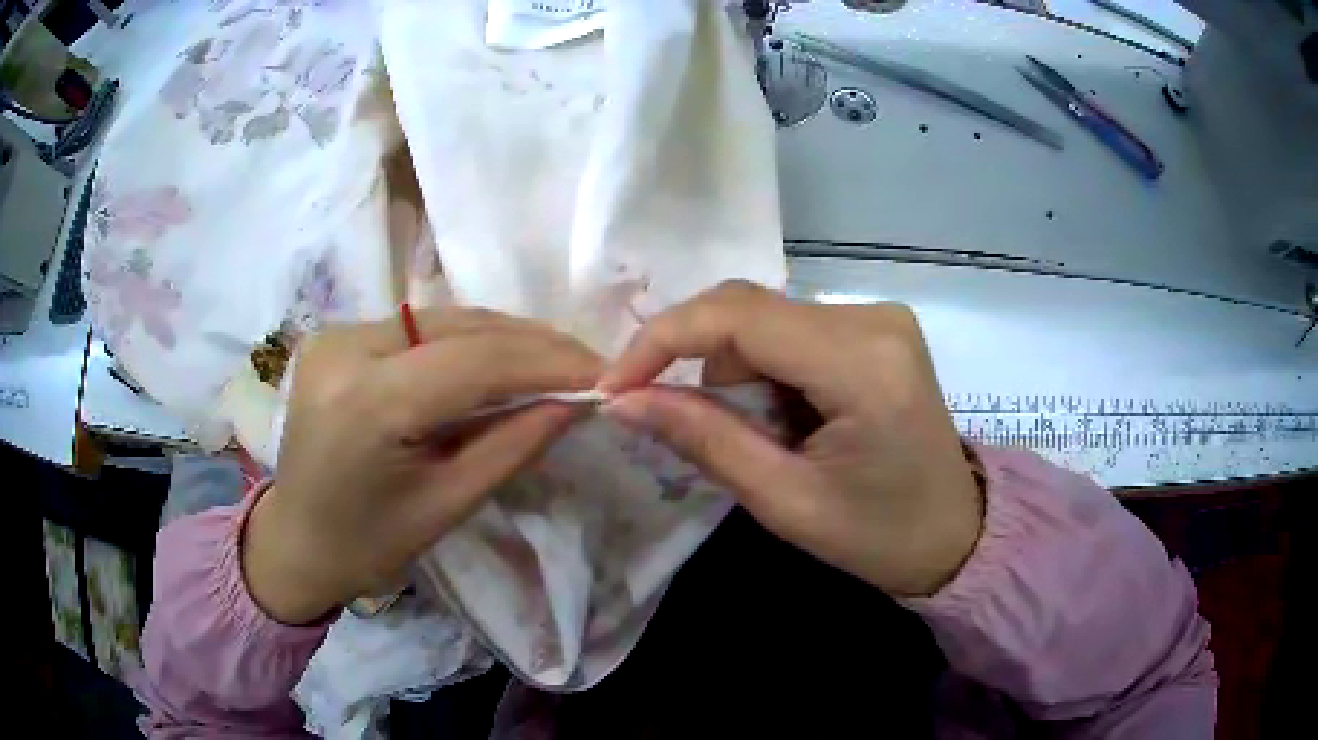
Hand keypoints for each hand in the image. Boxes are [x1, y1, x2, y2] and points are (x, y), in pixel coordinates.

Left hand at [243, 309, 601, 624]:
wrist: (296, 540)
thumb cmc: (369, 544)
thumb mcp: (448, 504)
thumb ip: (515, 445)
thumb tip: (578, 401)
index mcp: (368, 403)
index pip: (476, 363)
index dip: (548, 363)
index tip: (606, 374)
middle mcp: (346, 347)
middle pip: (461, 327)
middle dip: (533, 345)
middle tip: (589, 365)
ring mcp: (337, 333)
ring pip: (444, 319)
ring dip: (505, 337)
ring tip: (557, 361)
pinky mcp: (338, 334)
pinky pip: (420, 327)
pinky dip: (468, 340)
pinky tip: (501, 359)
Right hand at [600, 282, 981, 597]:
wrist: (956, 533)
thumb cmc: (880, 536)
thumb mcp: (786, 502)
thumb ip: (703, 439)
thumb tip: (622, 402)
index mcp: (863, 363)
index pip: (737, 316)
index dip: (661, 341)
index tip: (615, 387)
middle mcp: (873, 316)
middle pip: (748, 312)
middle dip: (706, 370)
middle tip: (708, 433)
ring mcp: (879, 315)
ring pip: (765, 321)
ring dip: (742, 377)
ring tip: (774, 439)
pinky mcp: (876, 326)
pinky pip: (791, 331)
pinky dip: (769, 373)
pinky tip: (795, 419)